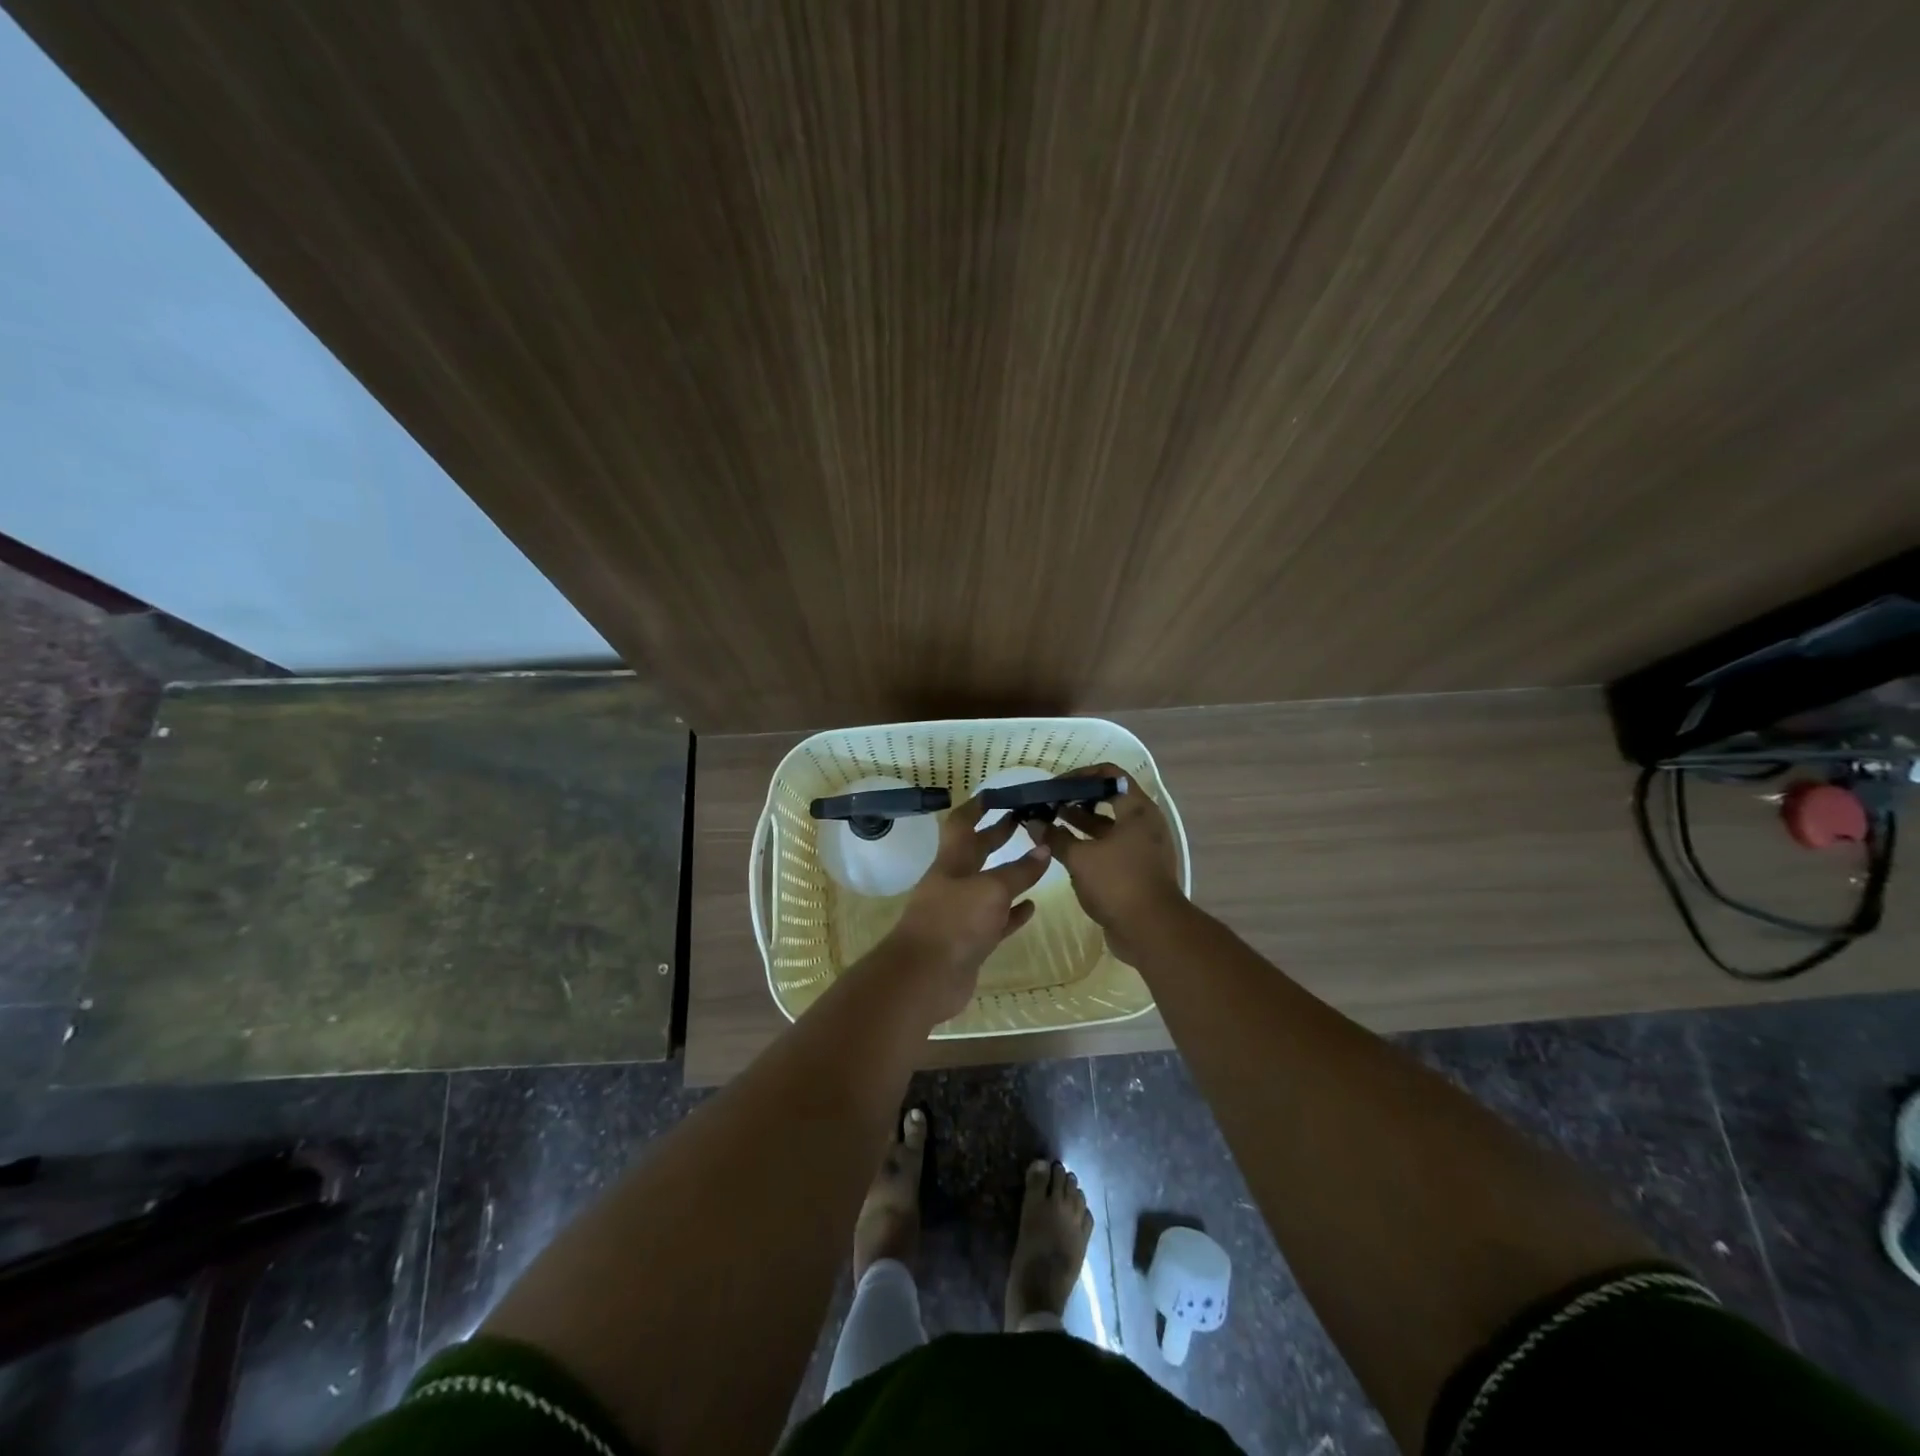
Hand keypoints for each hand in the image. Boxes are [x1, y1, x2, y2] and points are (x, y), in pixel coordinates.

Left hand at [885, 797, 1052, 1021]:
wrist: (925, 978)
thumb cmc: (954, 922)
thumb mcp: (991, 890)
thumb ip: (1019, 871)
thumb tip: (1044, 849)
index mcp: (951, 862)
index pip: (962, 825)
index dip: (977, 807)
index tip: (996, 794)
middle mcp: (954, 883)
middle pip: (977, 853)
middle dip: (997, 836)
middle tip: (1024, 822)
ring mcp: (961, 914)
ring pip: (989, 887)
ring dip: (1010, 875)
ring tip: (1037, 861)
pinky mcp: (971, 942)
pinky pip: (996, 921)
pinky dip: (1013, 913)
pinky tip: (1031, 907)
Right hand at [1036, 762, 1186, 963]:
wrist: (1152, 931)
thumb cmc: (1118, 883)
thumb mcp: (1080, 858)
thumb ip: (1055, 837)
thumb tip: (1033, 822)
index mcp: (1137, 810)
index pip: (1109, 775)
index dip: (1080, 776)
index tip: (1055, 786)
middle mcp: (1144, 823)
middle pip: (1108, 799)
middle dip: (1077, 800)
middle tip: (1049, 804)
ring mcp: (1143, 847)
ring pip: (1108, 825)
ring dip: (1081, 822)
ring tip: (1050, 824)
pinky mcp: (1138, 869)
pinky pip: (1111, 847)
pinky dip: (1089, 844)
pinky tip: (1065, 850)